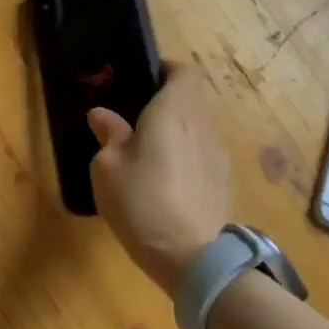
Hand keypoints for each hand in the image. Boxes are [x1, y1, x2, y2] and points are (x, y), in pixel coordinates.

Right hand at [87, 63, 232, 296]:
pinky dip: (188, 157)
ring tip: (149, 154)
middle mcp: (203, 125)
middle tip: (135, 119)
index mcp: (174, 111)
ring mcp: (219, 155)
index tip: (142, 81)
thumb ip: (109, 135)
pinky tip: (168, 183)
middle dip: (167, 103)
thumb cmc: (142, 201)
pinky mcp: (225, 182)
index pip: (184, 71)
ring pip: (198, 128)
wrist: (193, 257)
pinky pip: (204, 155)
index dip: (165, 70)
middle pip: (192, 98)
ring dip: (178, 132)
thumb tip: (103, 115)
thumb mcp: (107, 167)